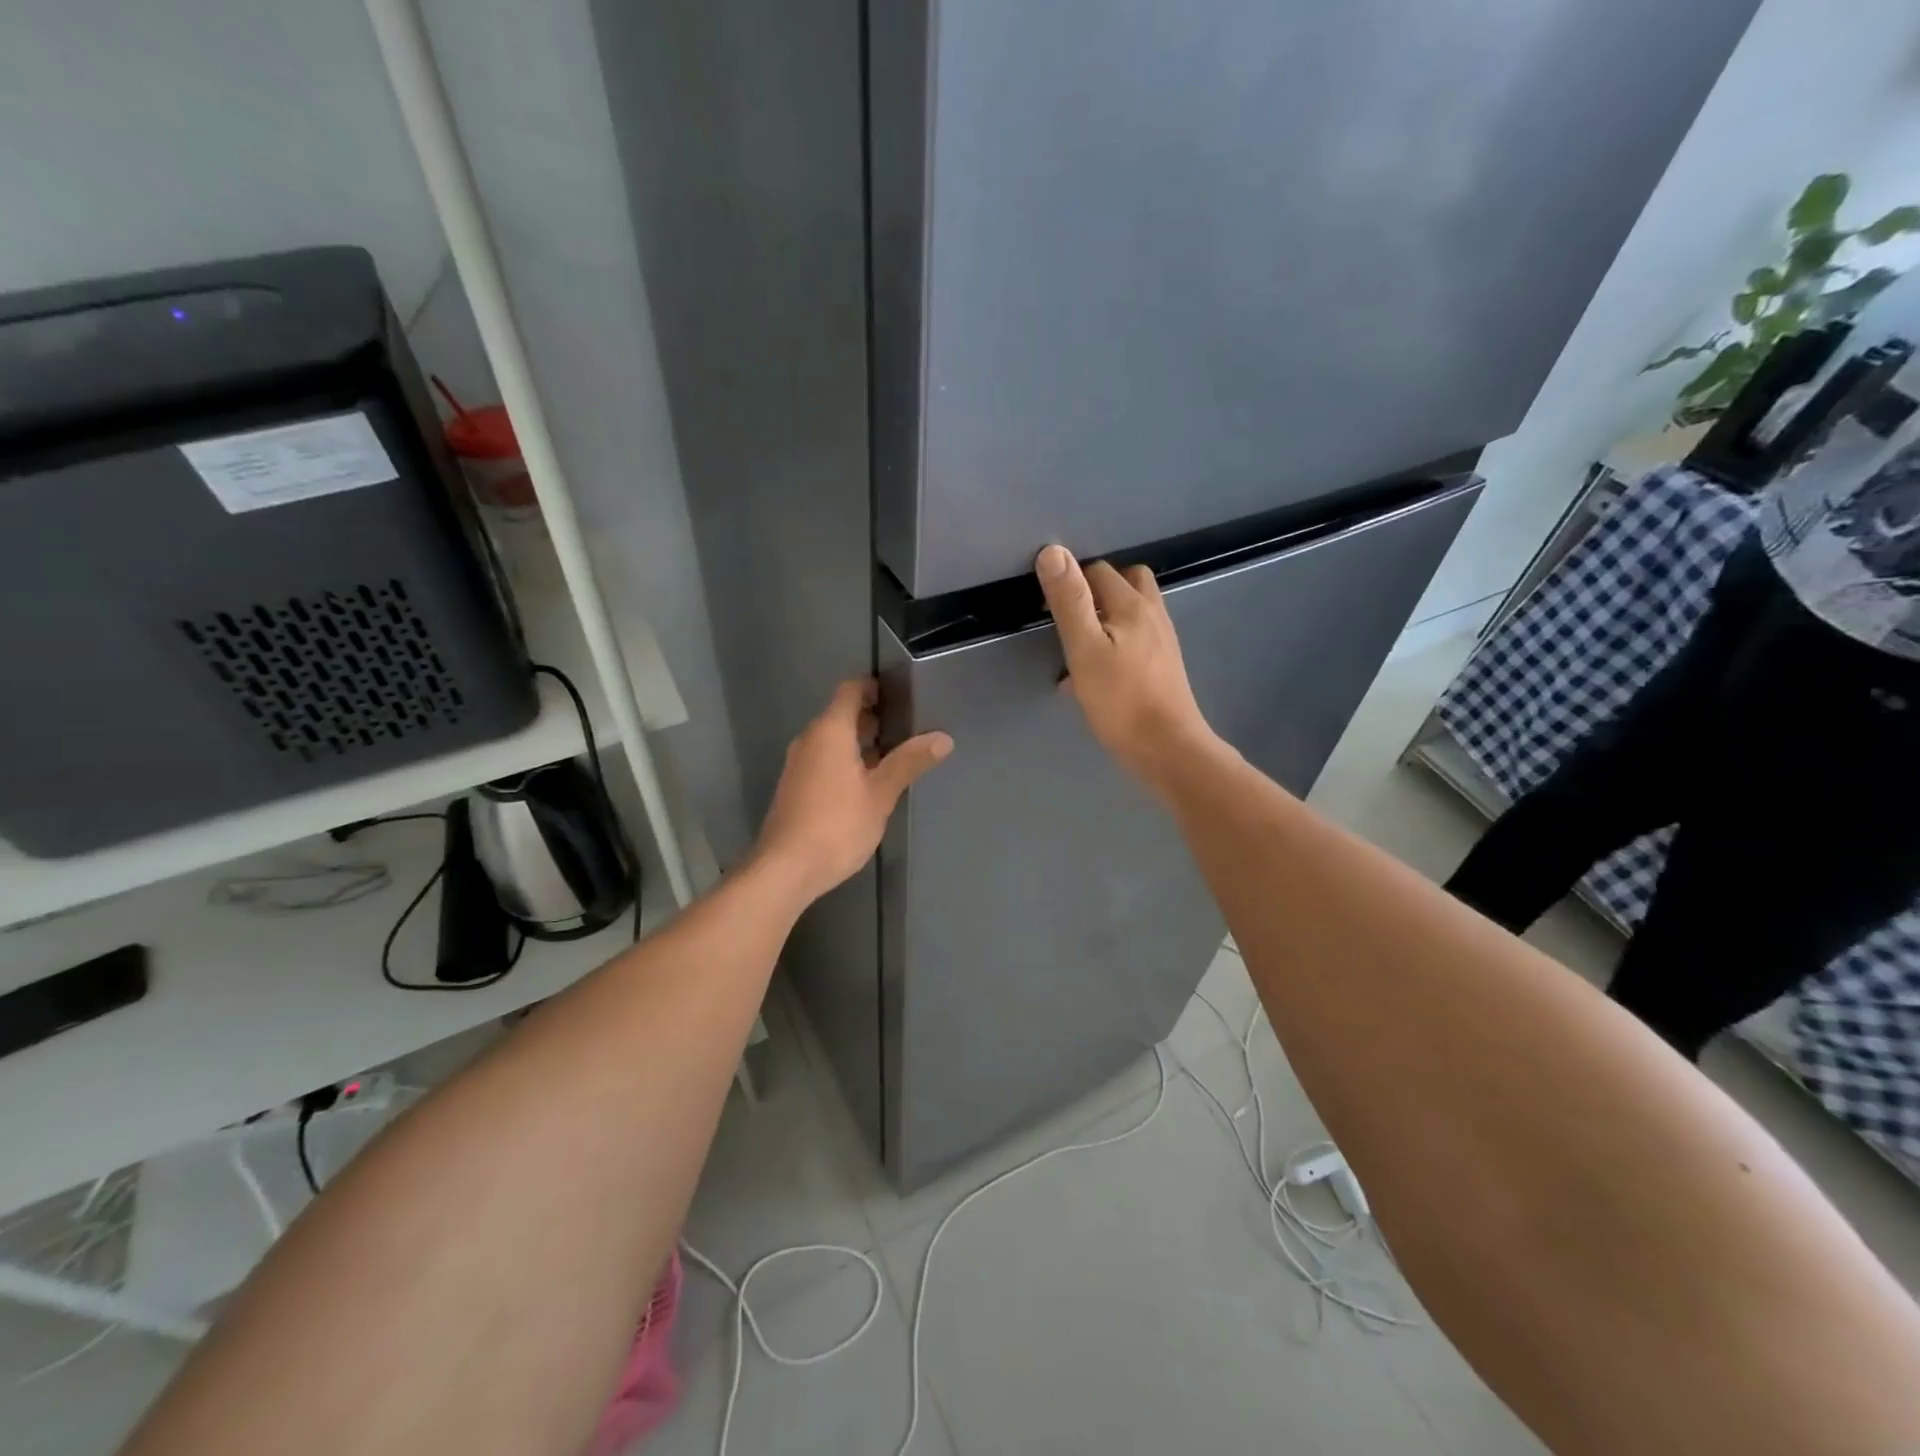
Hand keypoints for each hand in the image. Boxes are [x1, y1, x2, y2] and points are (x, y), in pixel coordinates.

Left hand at [752, 678, 952, 903]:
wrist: (785, 869)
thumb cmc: (837, 824)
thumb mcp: (881, 793)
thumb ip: (909, 762)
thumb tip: (943, 738)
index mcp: (830, 731)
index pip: (850, 690)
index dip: (874, 687)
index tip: (900, 694)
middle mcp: (809, 739)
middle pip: (841, 714)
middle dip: (872, 717)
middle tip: (906, 728)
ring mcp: (798, 764)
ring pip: (832, 740)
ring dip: (859, 742)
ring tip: (892, 757)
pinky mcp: (794, 787)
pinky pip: (823, 760)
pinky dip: (845, 761)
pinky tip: (865, 784)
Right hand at [1036, 545, 1216, 789]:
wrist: (1167, 748)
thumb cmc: (1121, 699)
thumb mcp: (1085, 648)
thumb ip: (1070, 600)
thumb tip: (1053, 551)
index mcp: (1132, 605)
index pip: (1098, 570)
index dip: (1071, 582)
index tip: (1048, 610)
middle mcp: (1152, 615)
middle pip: (1125, 583)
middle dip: (1095, 592)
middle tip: (1069, 619)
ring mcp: (1162, 641)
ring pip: (1130, 613)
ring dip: (1105, 619)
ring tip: (1080, 645)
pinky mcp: (1163, 666)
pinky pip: (1135, 641)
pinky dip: (1114, 644)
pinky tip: (1095, 676)